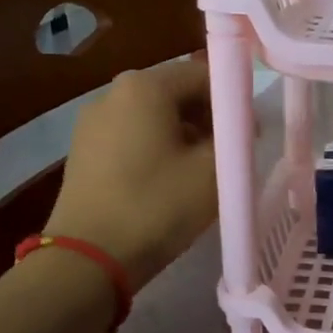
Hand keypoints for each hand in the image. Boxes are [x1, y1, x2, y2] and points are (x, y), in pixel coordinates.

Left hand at [45, 58, 217, 289]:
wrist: (89, 259)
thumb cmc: (158, 206)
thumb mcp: (214, 170)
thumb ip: (235, 135)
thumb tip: (237, 125)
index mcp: (144, 86)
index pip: (203, 74)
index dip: (233, 102)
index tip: (249, 136)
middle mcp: (113, 93)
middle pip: (176, 93)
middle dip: (208, 119)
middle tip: (228, 157)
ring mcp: (92, 122)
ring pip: (154, 118)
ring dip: (183, 137)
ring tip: (199, 175)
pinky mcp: (83, 151)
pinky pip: (131, 138)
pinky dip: (156, 151)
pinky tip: (166, 184)